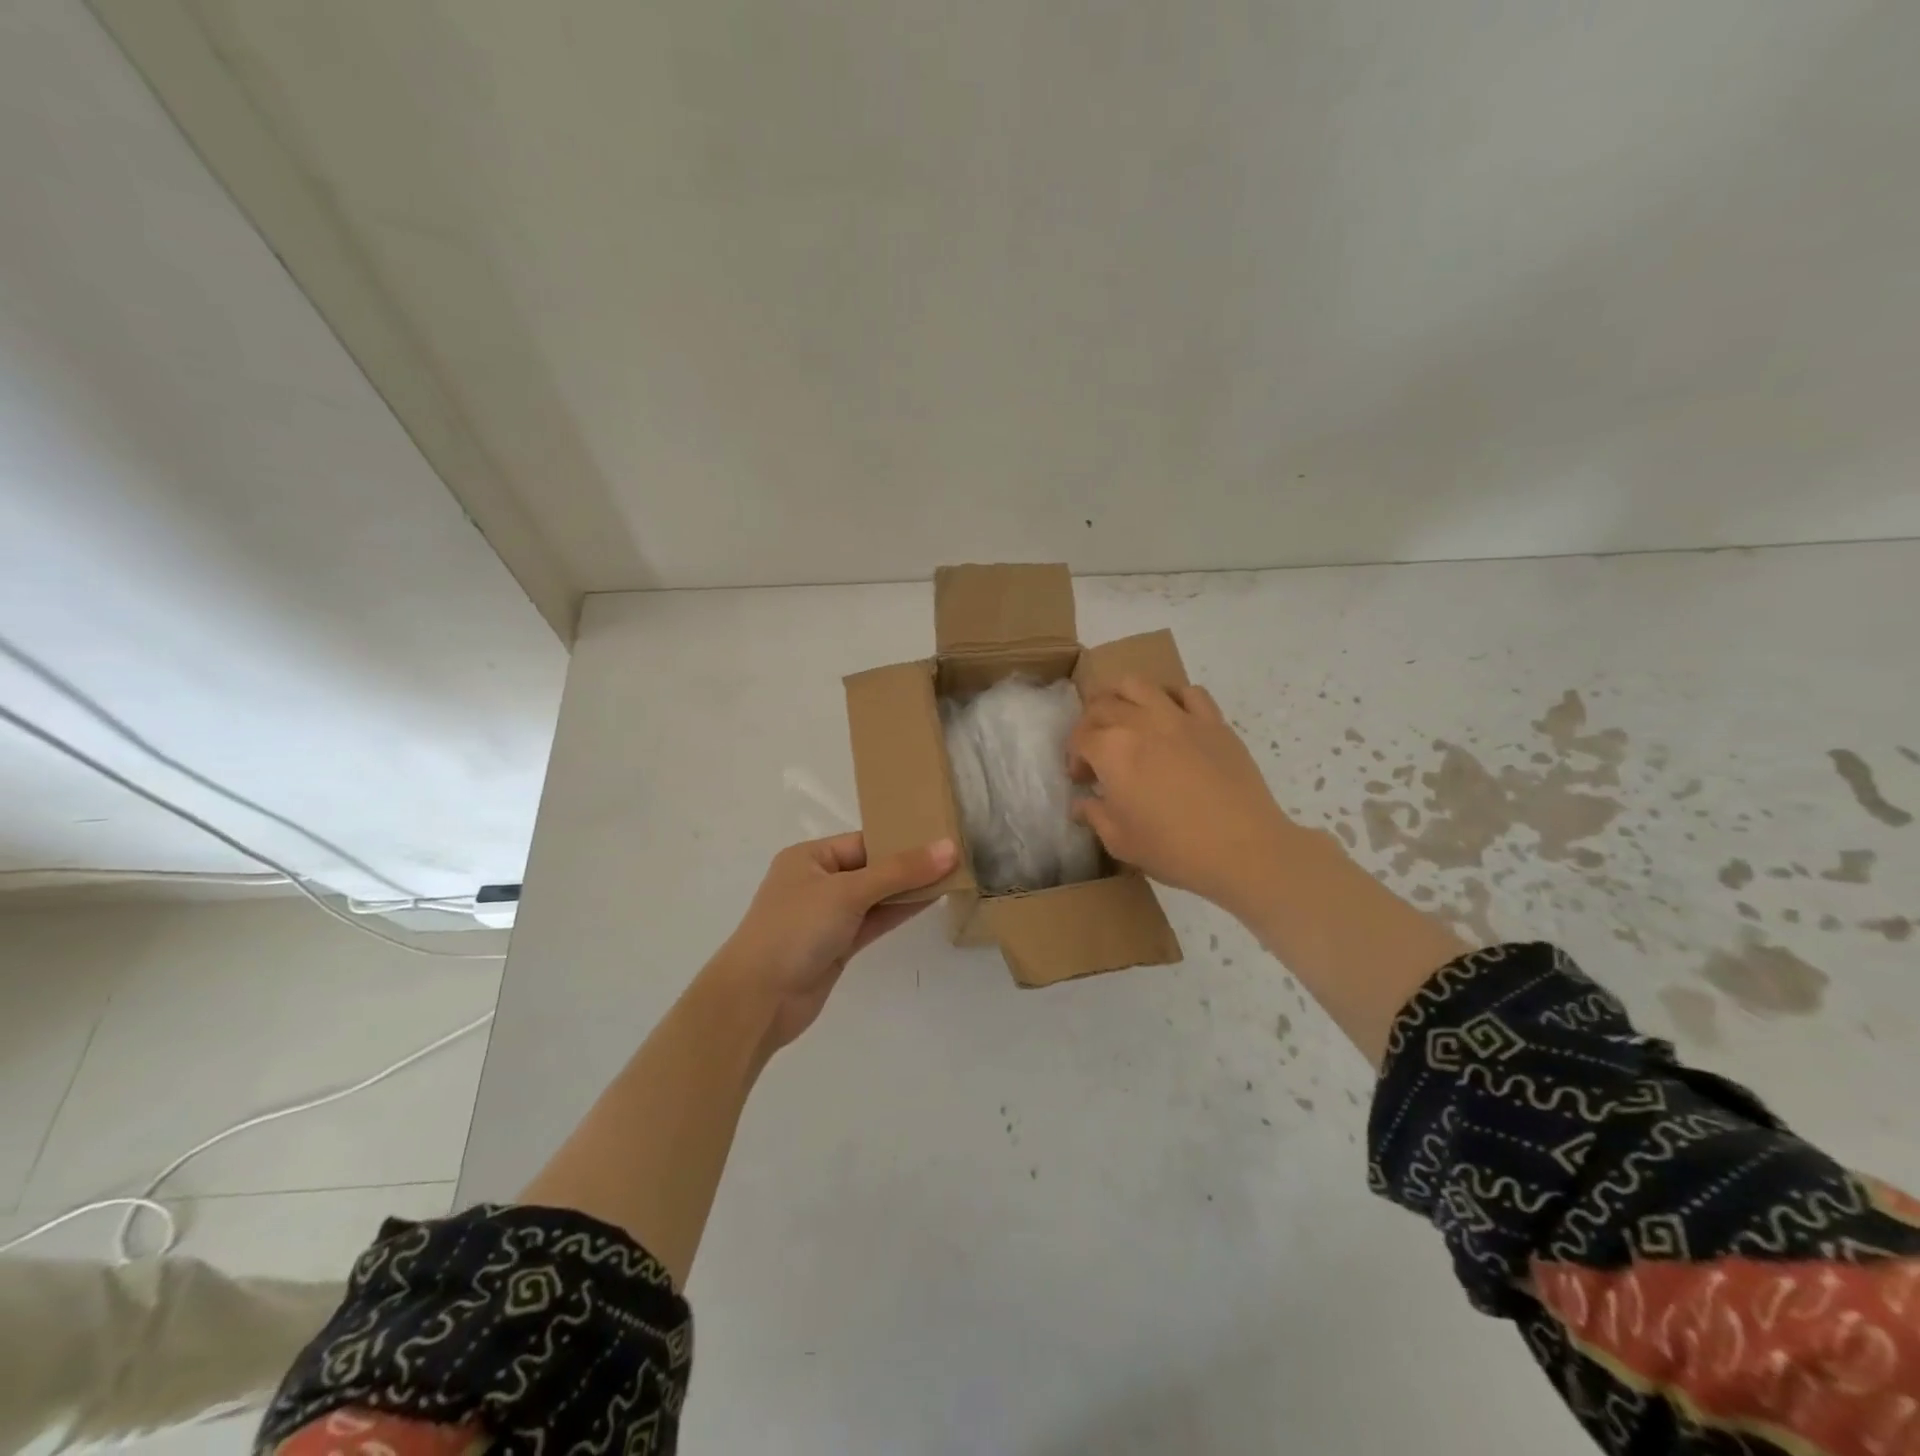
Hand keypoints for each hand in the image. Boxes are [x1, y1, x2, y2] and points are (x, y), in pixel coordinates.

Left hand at [711, 833, 956, 1052]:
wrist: (758, 1000)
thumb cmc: (796, 929)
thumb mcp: (848, 892)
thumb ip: (900, 871)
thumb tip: (950, 848)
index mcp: (809, 858)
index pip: (864, 841)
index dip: (901, 839)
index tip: (942, 836)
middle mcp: (818, 882)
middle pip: (872, 868)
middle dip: (909, 865)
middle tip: (957, 856)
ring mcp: (828, 916)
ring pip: (876, 896)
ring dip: (909, 890)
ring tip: (954, 875)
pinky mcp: (838, 946)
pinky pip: (874, 921)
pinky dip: (899, 912)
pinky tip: (930, 901)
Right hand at [1069, 677, 1293, 912]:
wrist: (1242, 848)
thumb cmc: (1173, 849)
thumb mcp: (1120, 841)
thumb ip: (1095, 815)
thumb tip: (1082, 804)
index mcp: (1112, 750)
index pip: (1080, 738)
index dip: (1074, 757)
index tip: (1082, 779)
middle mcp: (1141, 723)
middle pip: (1103, 705)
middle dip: (1091, 724)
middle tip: (1097, 750)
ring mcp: (1180, 718)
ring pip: (1140, 685)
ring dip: (1122, 696)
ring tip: (1125, 717)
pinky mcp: (1214, 722)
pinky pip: (1189, 693)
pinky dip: (1173, 698)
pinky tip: (1172, 718)